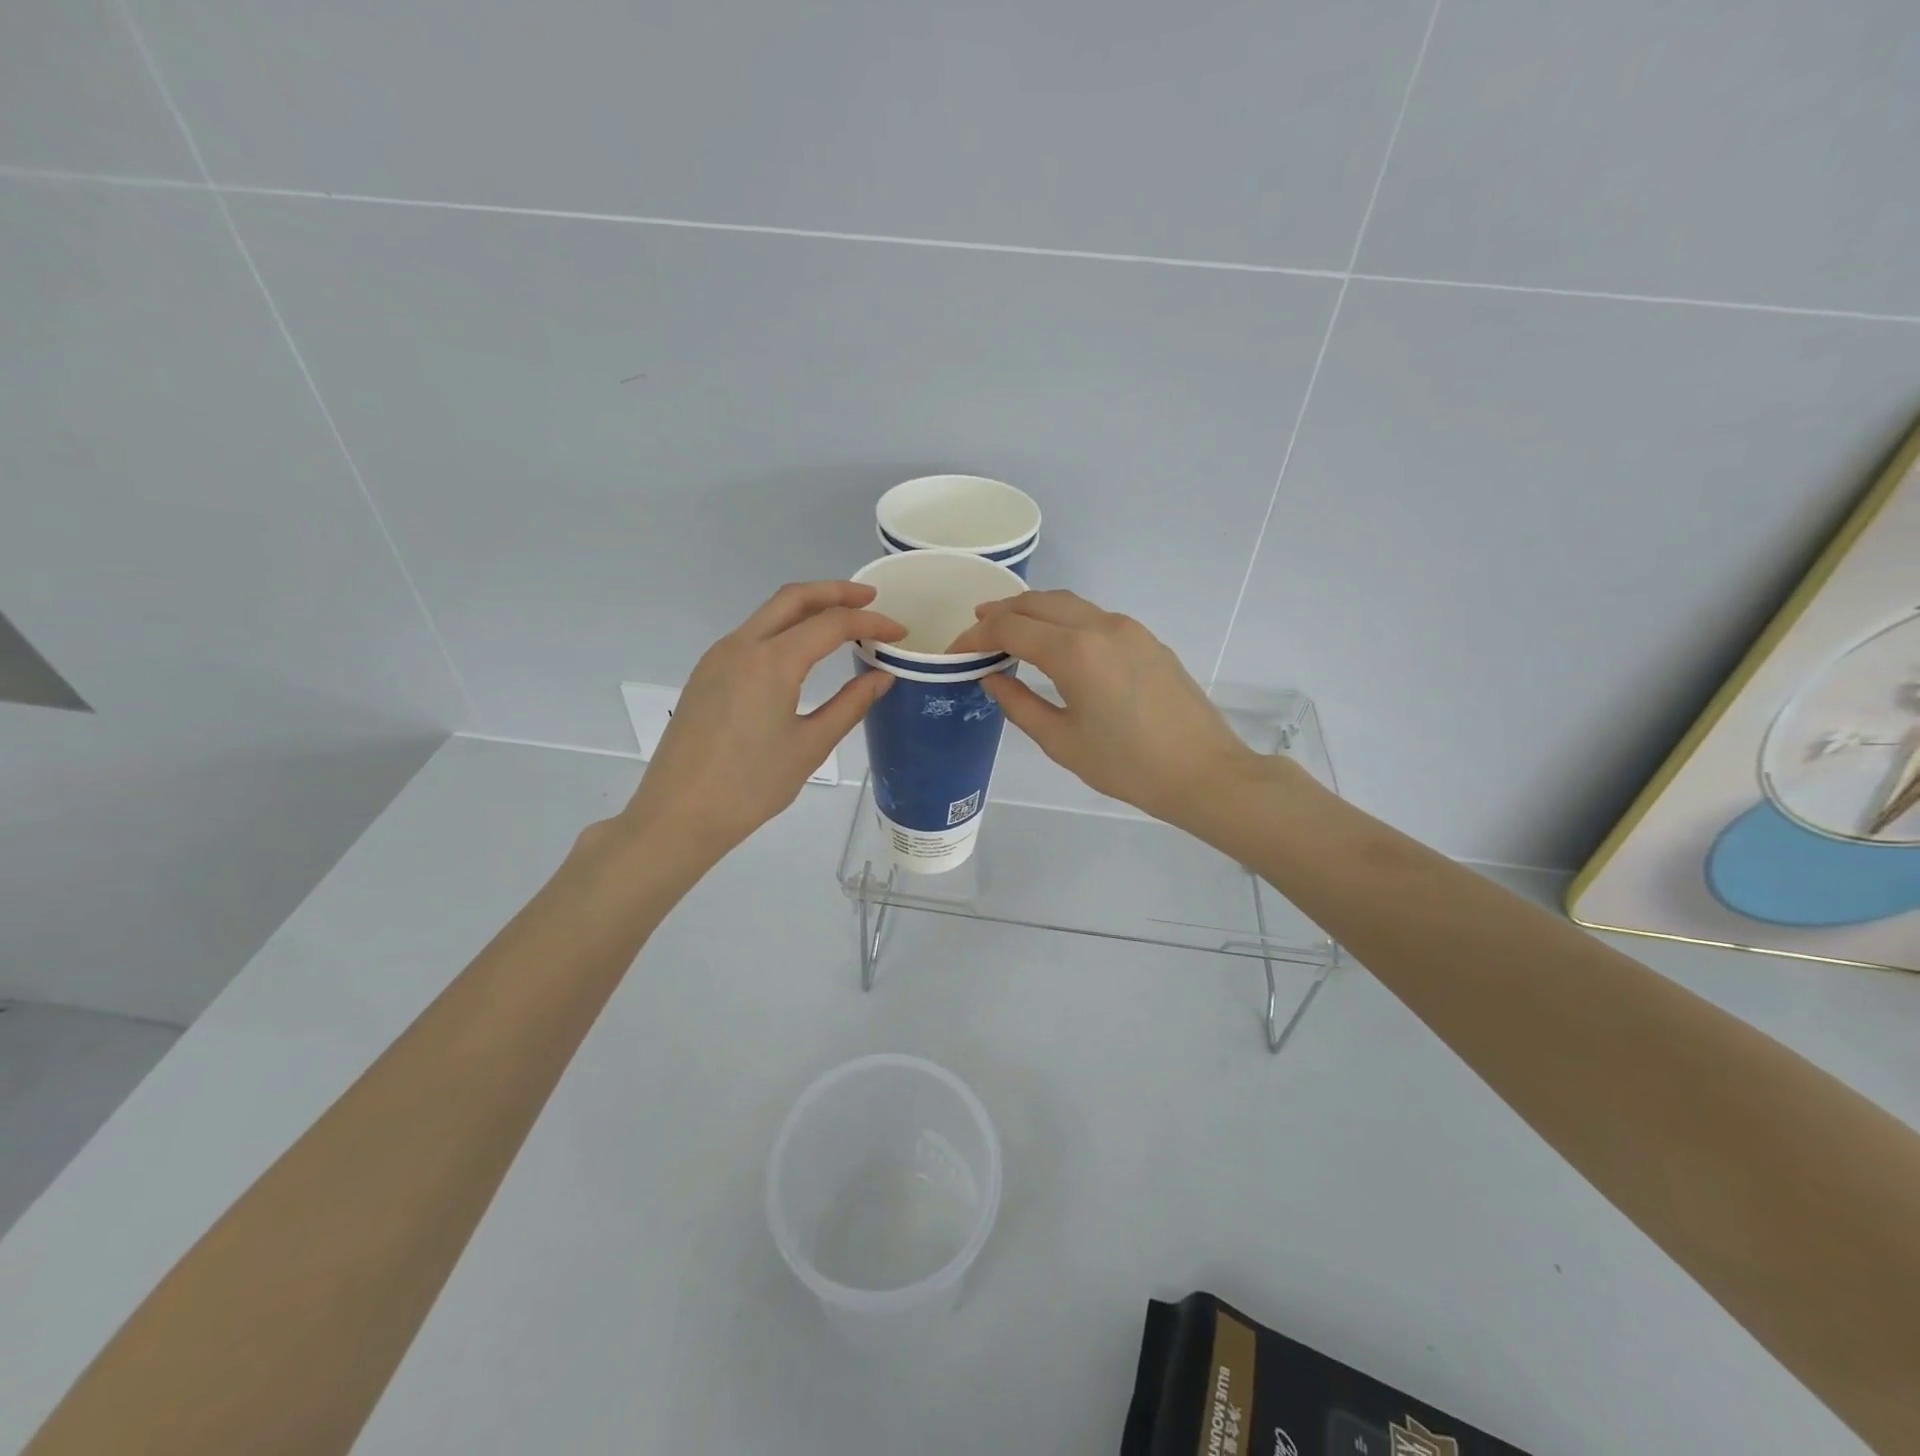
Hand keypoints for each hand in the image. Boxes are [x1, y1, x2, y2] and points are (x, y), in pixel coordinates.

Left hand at [620, 581, 902, 862]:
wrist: (678, 814)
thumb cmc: (751, 786)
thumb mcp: (810, 746)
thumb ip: (850, 705)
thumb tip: (882, 676)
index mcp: (772, 662)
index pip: (832, 624)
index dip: (871, 623)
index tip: (899, 633)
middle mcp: (742, 645)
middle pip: (794, 598)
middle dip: (836, 592)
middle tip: (872, 600)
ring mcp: (718, 656)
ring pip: (769, 613)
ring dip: (808, 608)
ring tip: (843, 623)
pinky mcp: (707, 672)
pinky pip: (752, 634)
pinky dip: (785, 628)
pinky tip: (803, 651)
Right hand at [949, 590, 1259, 829]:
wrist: (1203, 772)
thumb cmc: (1126, 766)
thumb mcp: (1061, 741)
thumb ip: (1019, 704)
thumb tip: (991, 678)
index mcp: (1074, 652)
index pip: (1010, 628)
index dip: (976, 636)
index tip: (955, 651)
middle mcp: (1100, 626)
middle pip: (1039, 602)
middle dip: (1002, 611)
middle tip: (976, 629)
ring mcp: (1128, 629)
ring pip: (1069, 604)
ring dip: (1034, 611)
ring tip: (1010, 630)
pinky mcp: (1147, 640)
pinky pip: (1093, 617)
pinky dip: (1063, 620)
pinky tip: (1056, 644)